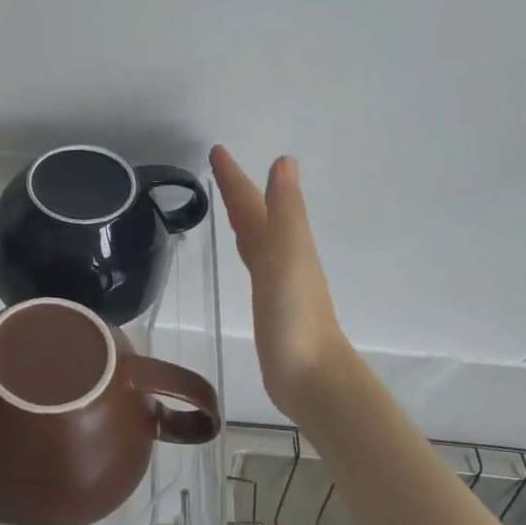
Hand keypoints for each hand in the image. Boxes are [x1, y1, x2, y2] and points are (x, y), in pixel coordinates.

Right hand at [211, 145, 351, 418]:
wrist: (309, 374)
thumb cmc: (295, 313)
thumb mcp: (287, 254)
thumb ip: (285, 210)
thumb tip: (284, 160)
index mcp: (282, 242)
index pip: (252, 202)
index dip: (234, 178)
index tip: (216, 150)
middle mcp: (280, 256)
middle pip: (255, 216)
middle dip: (238, 191)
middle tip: (218, 169)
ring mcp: (276, 282)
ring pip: (255, 239)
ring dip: (243, 218)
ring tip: (229, 205)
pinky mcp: (268, 306)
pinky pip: (254, 265)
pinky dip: (247, 250)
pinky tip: (246, 256)